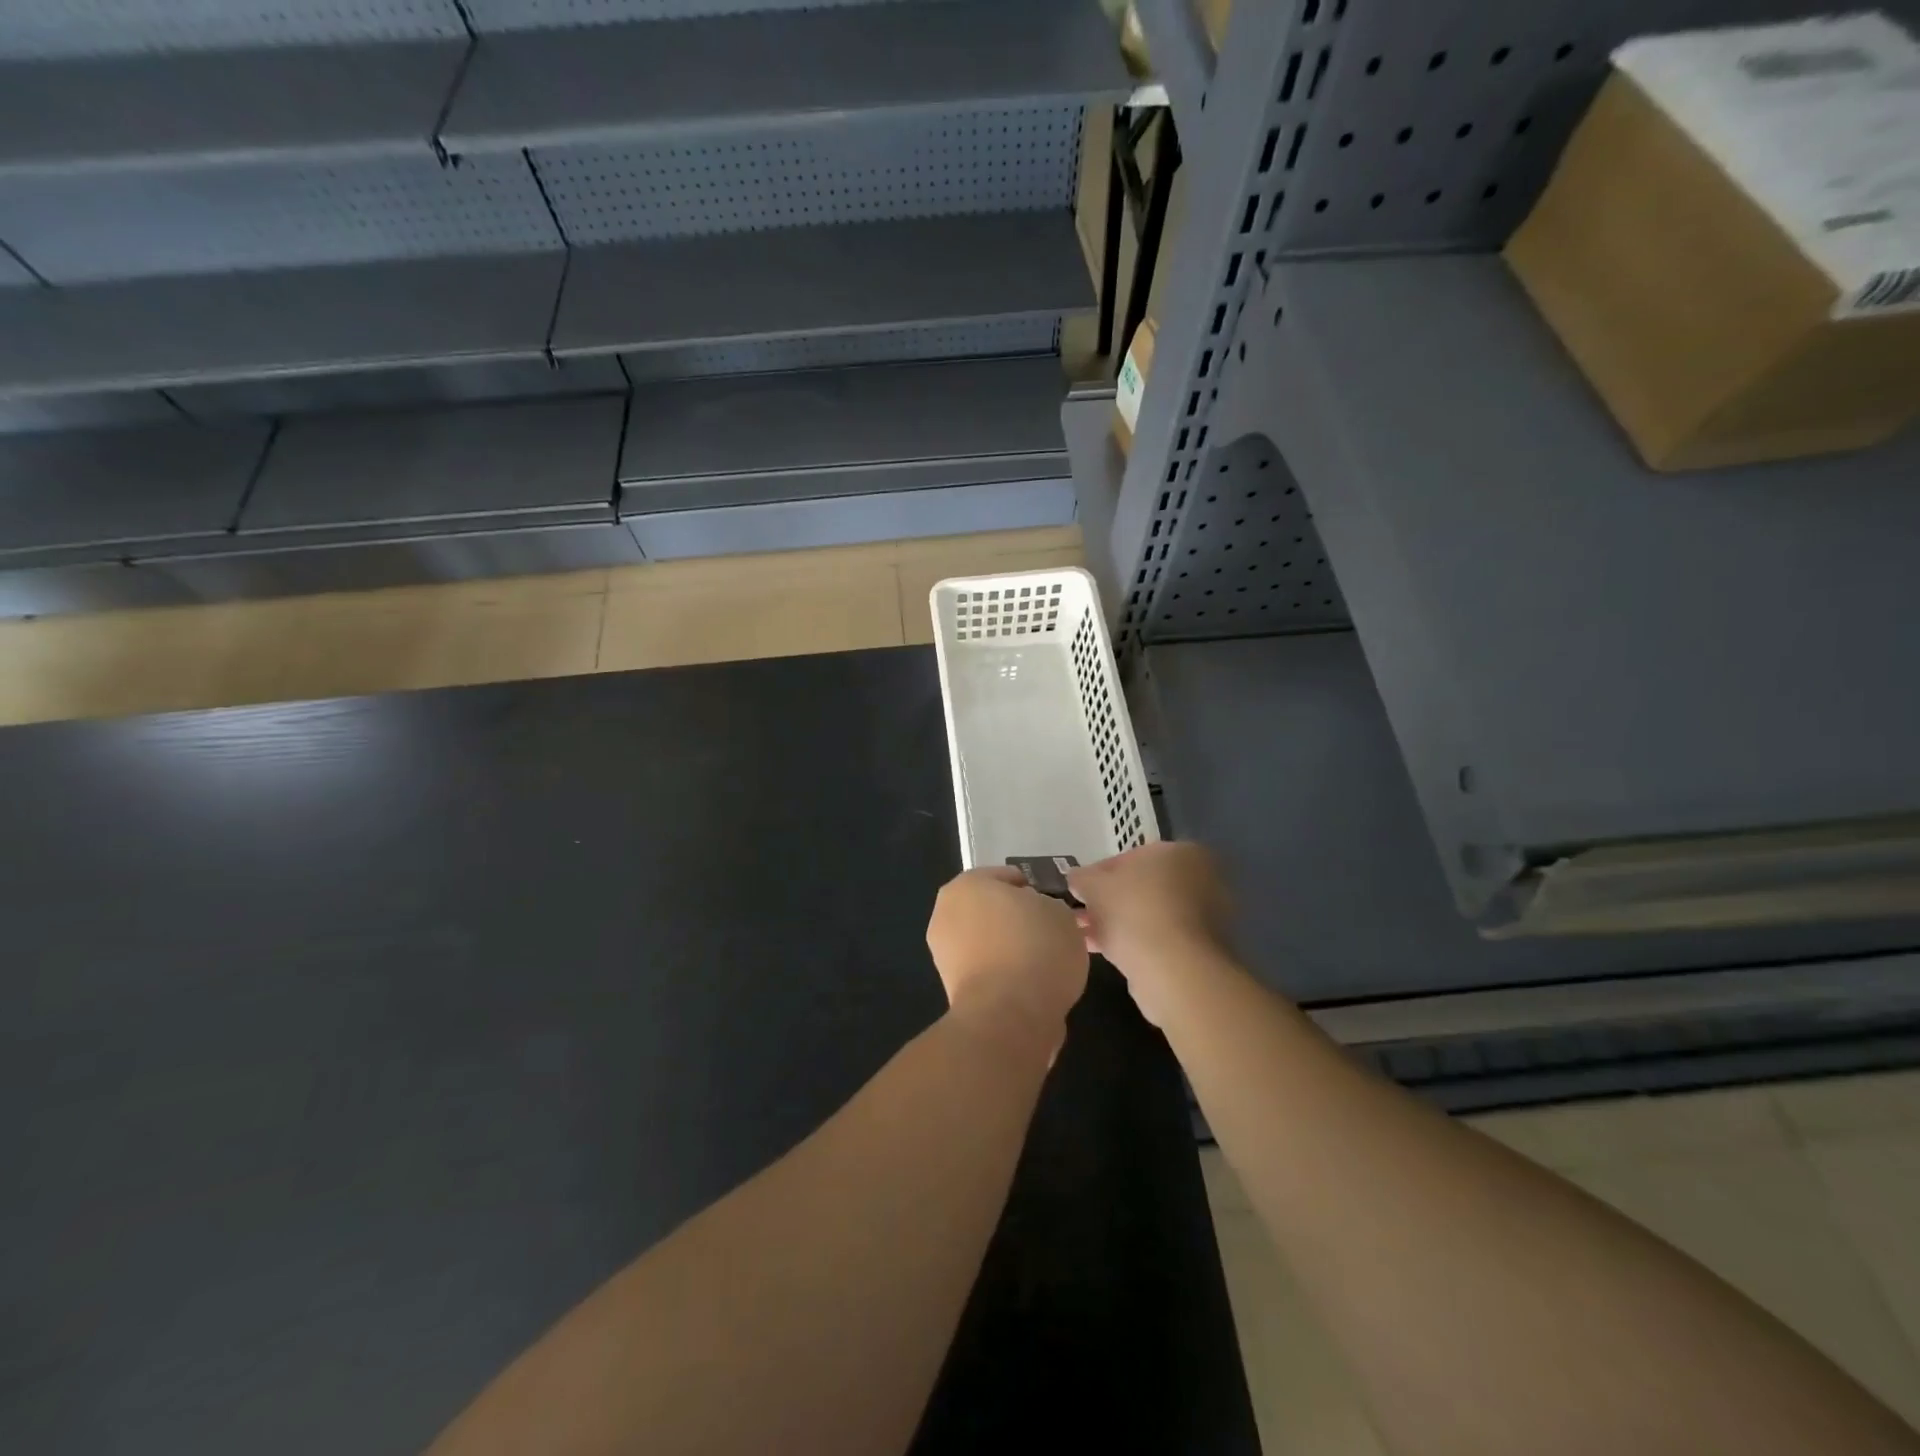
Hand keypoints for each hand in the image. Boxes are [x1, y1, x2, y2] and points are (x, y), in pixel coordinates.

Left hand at [927, 868, 1087, 1057]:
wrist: (1009, 1017)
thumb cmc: (1036, 949)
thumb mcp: (1060, 912)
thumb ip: (1048, 906)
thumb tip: (1038, 915)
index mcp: (967, 884)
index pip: (1008, 878)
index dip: (1036, 890)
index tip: (1056, 907)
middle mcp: (947, 913)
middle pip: (993, 910)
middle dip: (1020, 920)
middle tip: (1054, 933)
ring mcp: (945, 954)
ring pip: (989, 942)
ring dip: (1013, 949)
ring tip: (1048, 964)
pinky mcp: (953, 989)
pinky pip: (989, 971)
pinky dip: (1007, 975)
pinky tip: (1033, 985)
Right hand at [1067, 843, 1234, 1025]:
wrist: (1173, 969)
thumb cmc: (1134, 911)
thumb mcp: (1093, 885)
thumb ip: (1082, 877)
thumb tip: (1077, 878)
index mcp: (1180, 852)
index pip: (1131, 857)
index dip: (1098, 873)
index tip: (1079, 890)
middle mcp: (1200, 879)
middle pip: (1142, 887)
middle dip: (1110, 900)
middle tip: (1082, 914)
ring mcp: (1205, 917)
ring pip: (1150, 914)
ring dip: (1119, 922)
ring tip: (1086, 936)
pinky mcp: (1201, 949)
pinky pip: (1159, 938)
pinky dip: (1136, 941)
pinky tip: (1106, 952)